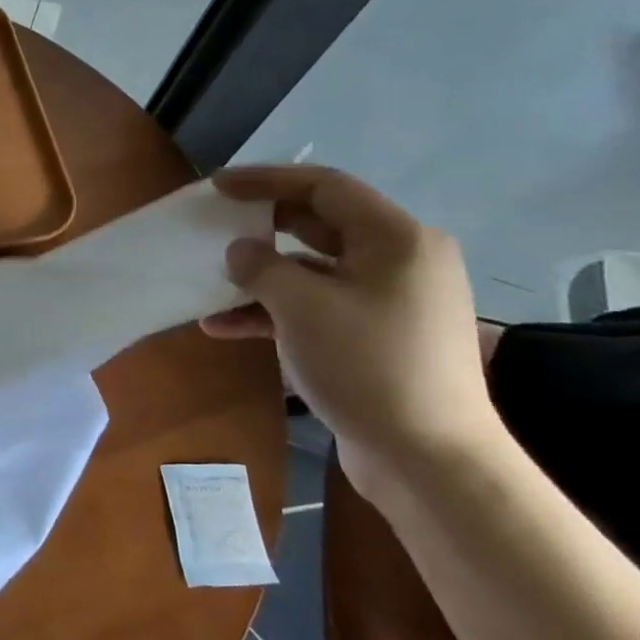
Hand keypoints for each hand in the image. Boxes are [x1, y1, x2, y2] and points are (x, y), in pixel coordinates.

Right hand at [199, 165, 507, 507]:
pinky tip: (224, 327)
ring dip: (260, 275)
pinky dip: (273, 311)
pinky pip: (317, 306)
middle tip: (214, 226)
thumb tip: (241, 251)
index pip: (325, 187)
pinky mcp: (376, 336)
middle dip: (261, 225)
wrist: (429, 459)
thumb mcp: (300, 306)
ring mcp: (389, 301)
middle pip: (318, 224)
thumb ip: (261, 266)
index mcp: (397, 239)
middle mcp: (400, 261)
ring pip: (312, 269)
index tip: (217, 187)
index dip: (266, 180)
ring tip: (211, 281)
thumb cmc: (368, 365)